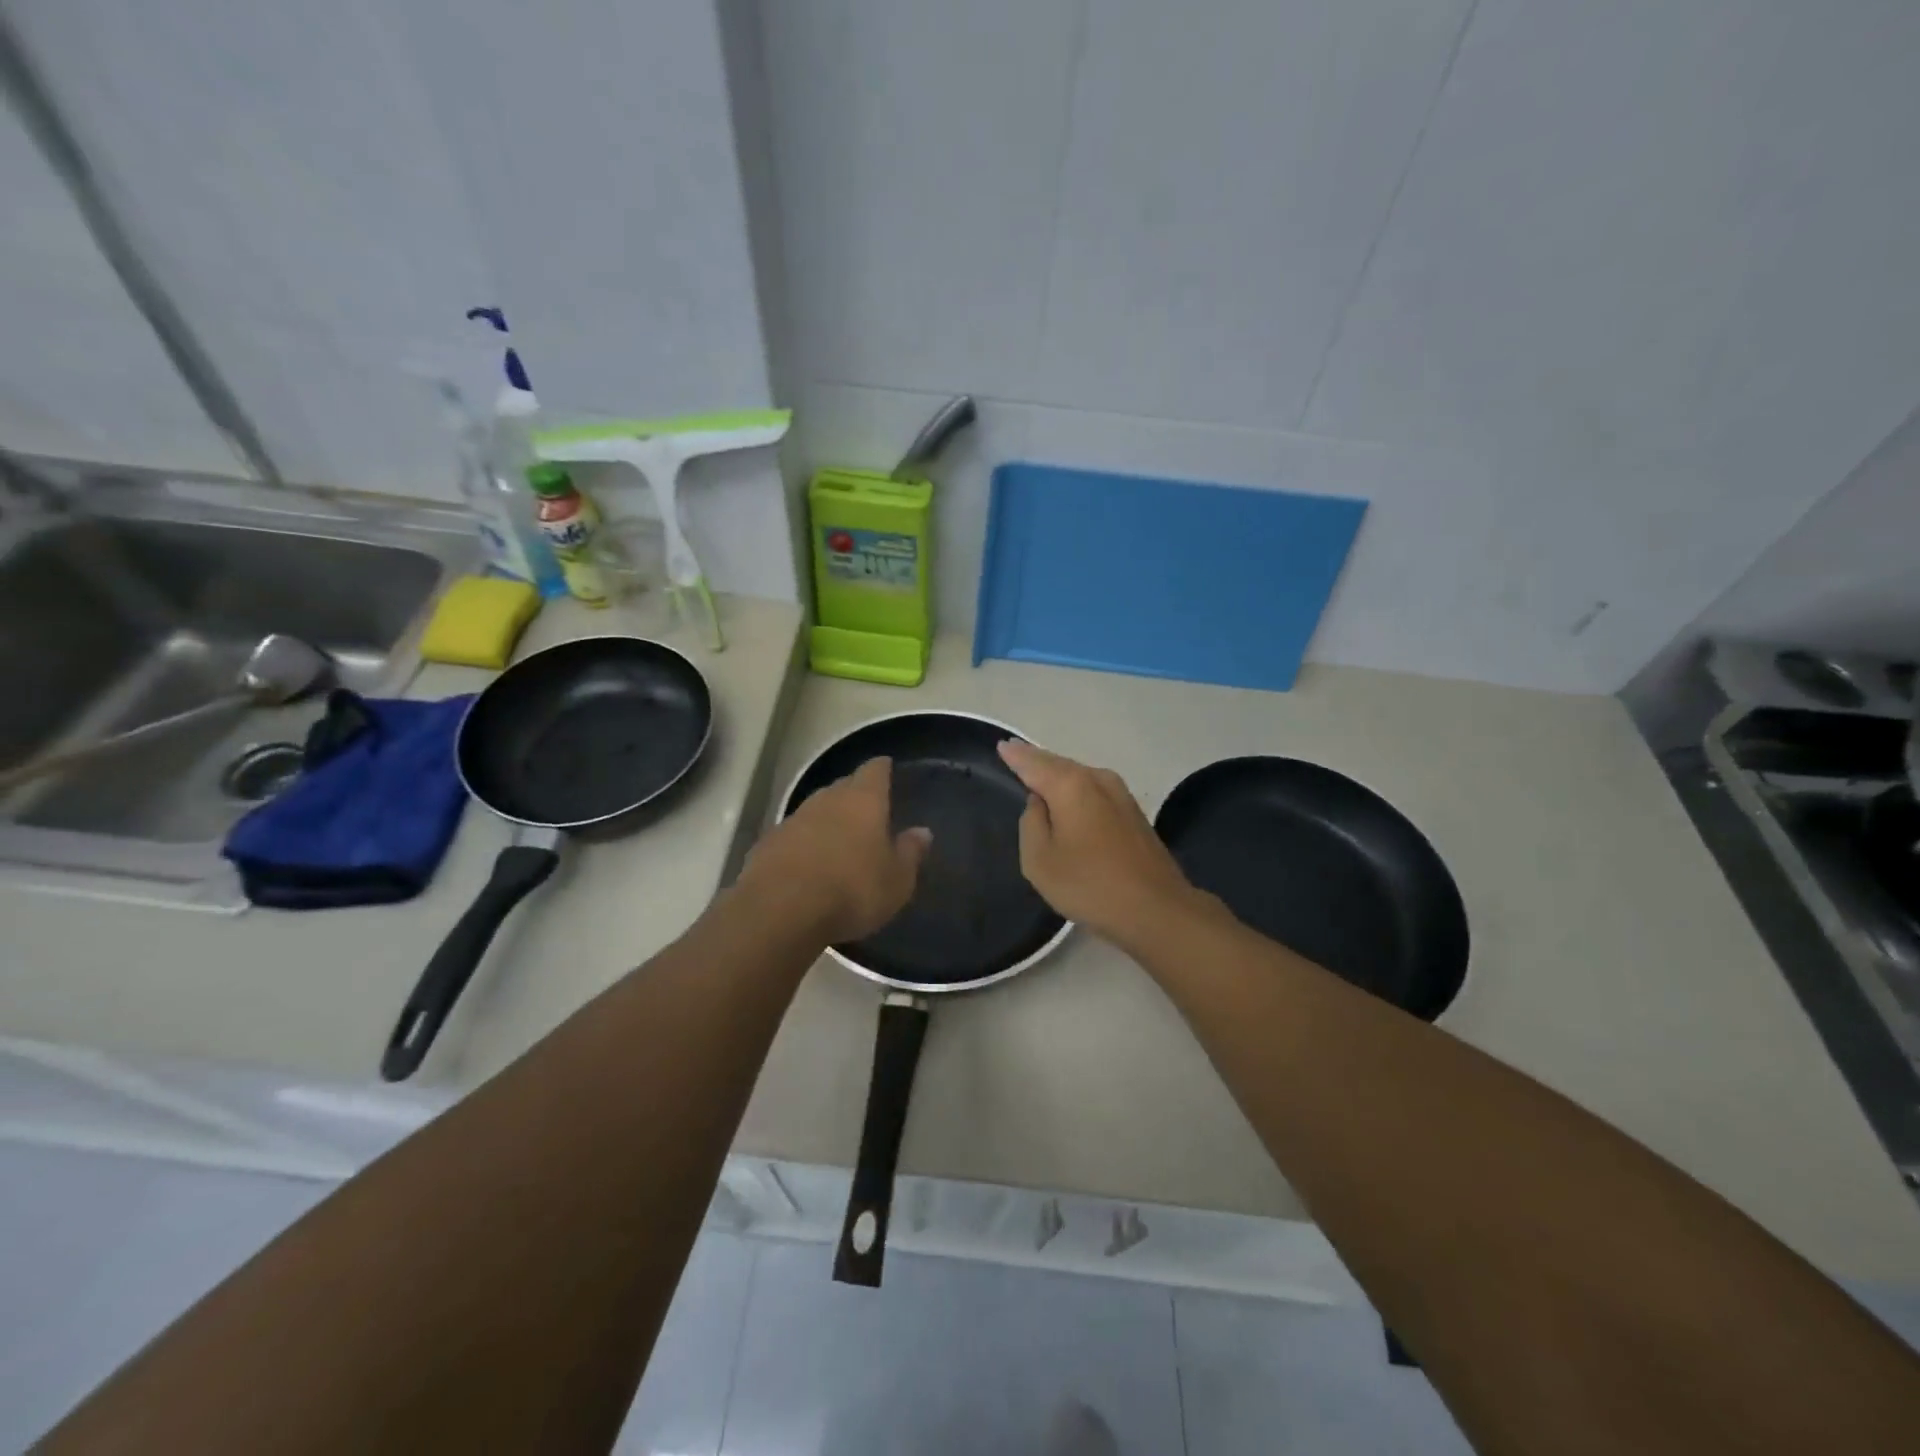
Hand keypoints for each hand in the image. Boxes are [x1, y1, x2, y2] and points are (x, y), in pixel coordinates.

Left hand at [741, 757, 930, 943]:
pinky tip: (809, 864)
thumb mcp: (896, 880)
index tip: (886, 768)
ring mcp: (793, 820)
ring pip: (816, 810)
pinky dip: (804, 844)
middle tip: (868, 810)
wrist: (780, 911)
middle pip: (843, 787)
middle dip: (855, 795)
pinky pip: (794, 836)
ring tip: (840, 840)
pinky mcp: (767, 844)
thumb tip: (922, 832)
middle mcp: (827, 800)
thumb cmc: (852, 891)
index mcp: (863, 800)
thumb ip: (910, 853)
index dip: (882, 769)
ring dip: (828, 821)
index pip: (874, 770)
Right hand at [997, 740, 1207, 947]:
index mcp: (1070, 785)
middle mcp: (1097, 780)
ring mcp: (1121, 795)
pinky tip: (1068, 798)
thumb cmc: (1089, 885)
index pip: (1034, 763)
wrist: (1156, 909)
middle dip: (1037, 759)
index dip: (1016, 756)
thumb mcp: (1040, 860)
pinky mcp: (1134, 813)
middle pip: (1059, 764)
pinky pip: (1094, 790)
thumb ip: (1031, 823)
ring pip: (1080, 776)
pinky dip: (1076, 789)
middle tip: (1015, 752)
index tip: (1002, 745)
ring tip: (1037, 772)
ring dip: (1058, 774)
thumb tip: (1039, 802)